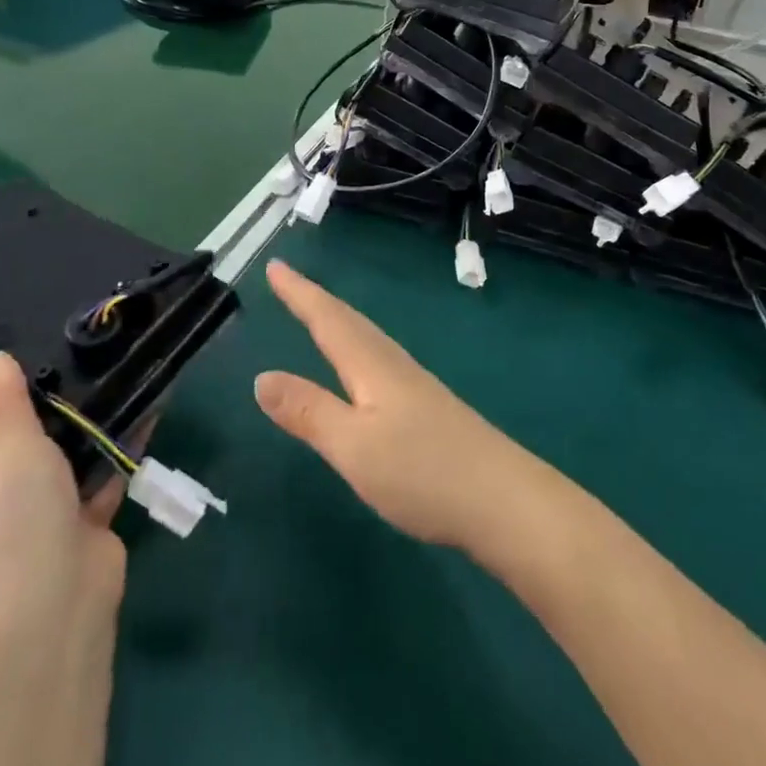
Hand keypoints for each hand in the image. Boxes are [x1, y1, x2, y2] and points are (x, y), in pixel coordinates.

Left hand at [0, 353, 127, 653]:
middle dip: (57, 396)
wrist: (53, 604)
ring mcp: (43, 505)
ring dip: (95, 417)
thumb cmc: (14, 514)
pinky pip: (105, 467)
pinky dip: (124, 443)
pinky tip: (152, 405)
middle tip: (92, 346)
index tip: (39, 349)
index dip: (2, 388)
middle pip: (27, 430)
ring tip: (126, 364)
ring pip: (70, 448)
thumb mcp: (2, 441)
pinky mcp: (84, 518)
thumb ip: (0, 397)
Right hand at [254, 260, 531, 550]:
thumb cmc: (423, 471)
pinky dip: (355, 347)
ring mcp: (414, 384)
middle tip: (287, 280)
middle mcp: (392, 363)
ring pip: (365, 338)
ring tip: (316, 313)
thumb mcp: (354, 446)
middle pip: (348, 321)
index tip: (276, 266)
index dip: (299, 293)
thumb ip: (309, 412)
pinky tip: (360, 368)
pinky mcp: (426, 406)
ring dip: (336, 320)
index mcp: (371, 365)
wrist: (503, 500)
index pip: (327, 319)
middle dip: (314, 300)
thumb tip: (261, 377)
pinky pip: (376, 359)